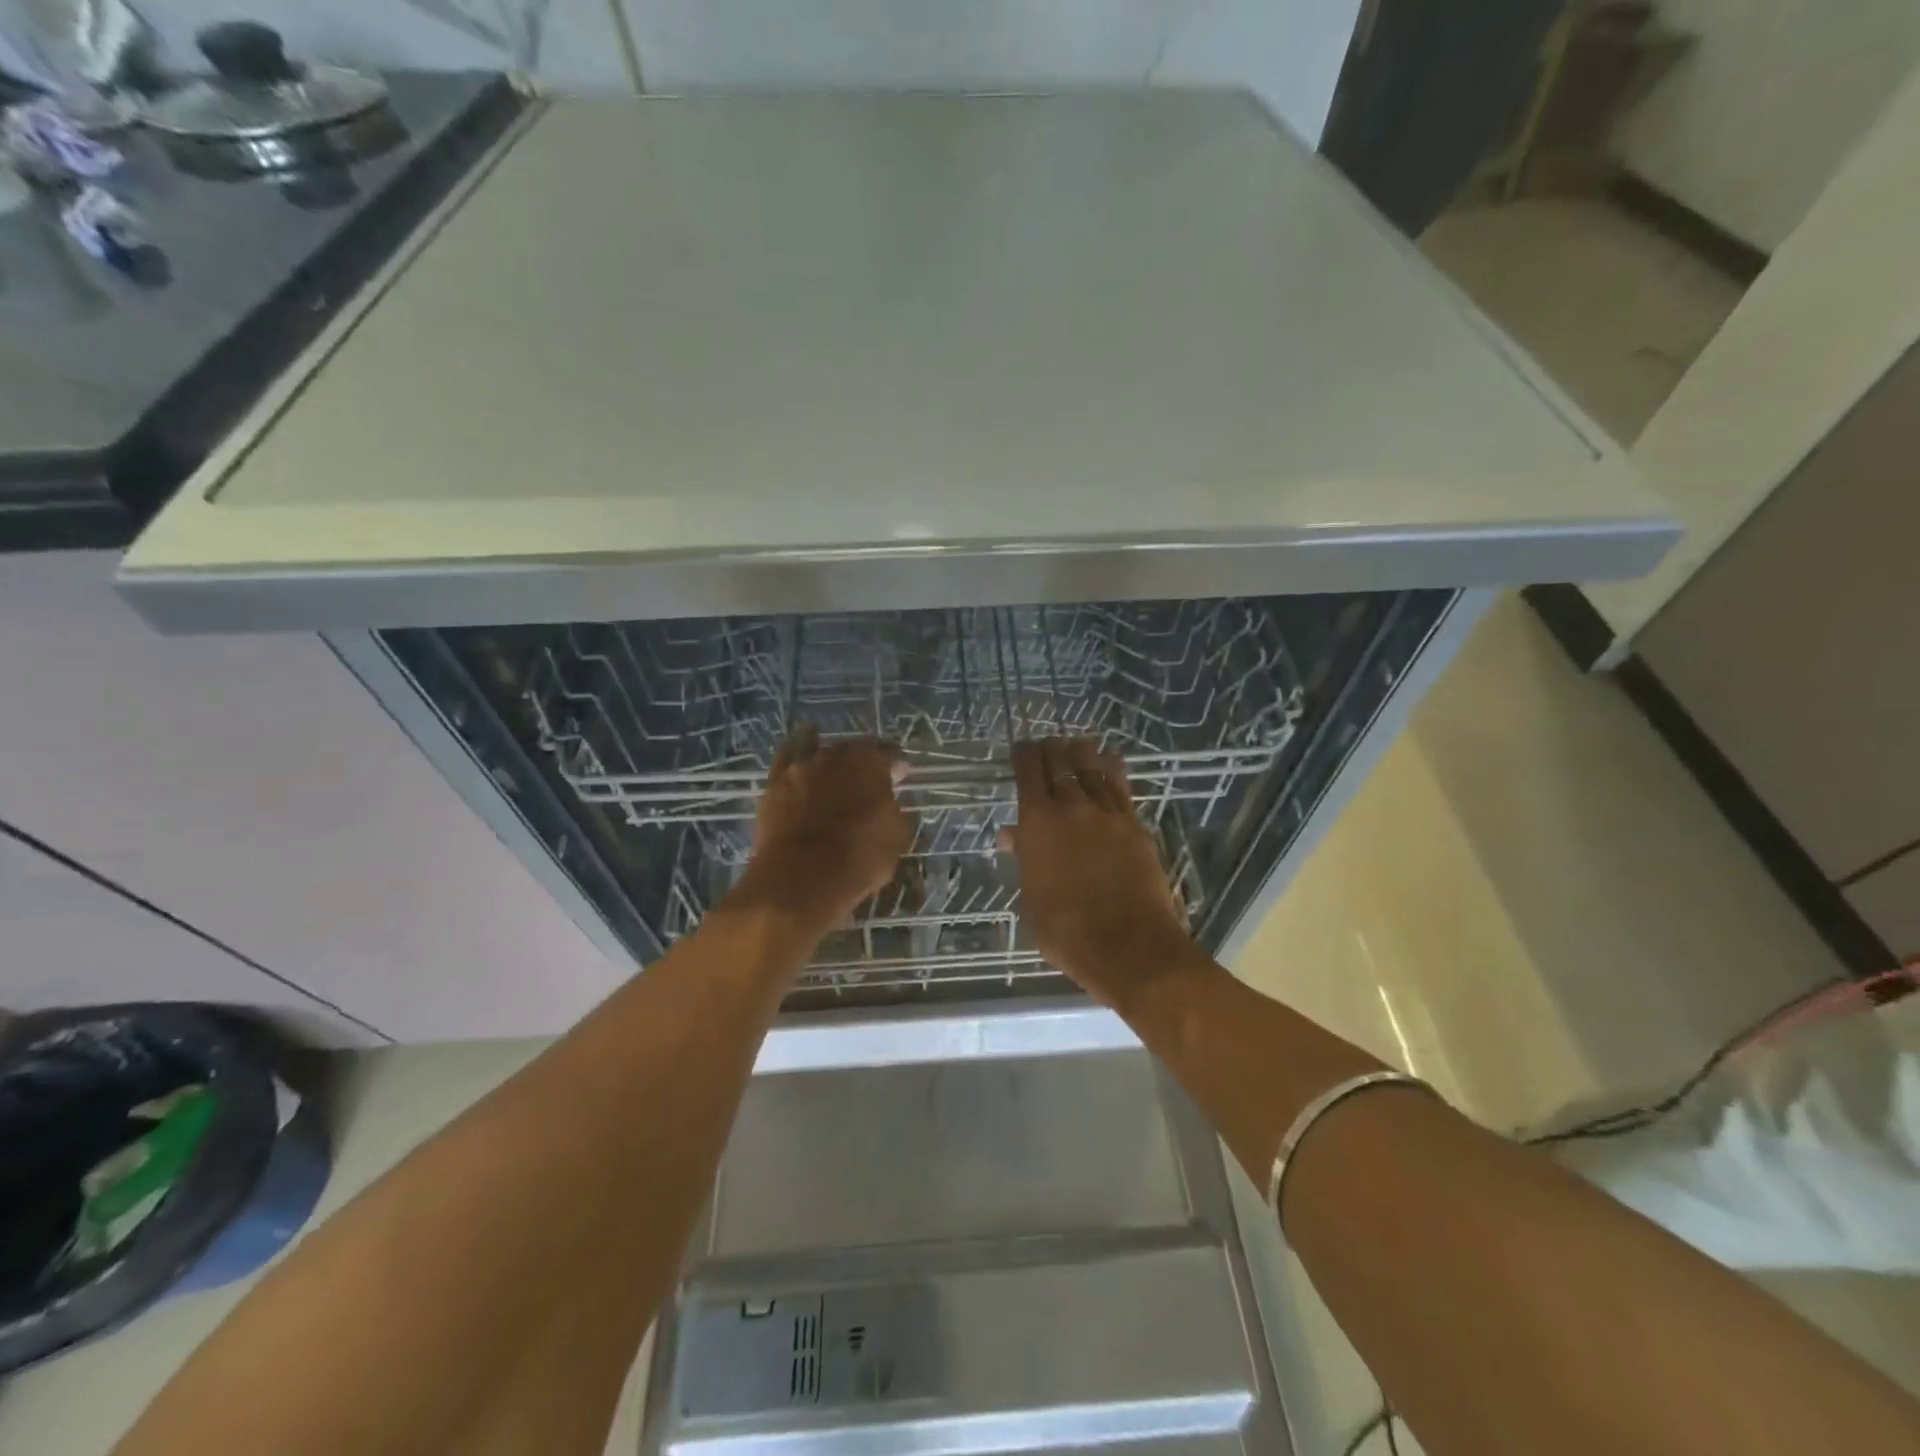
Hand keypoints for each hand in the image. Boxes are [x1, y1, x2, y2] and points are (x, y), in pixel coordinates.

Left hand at [729, 726, 911, 934]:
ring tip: (833, 770)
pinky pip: (786, 756)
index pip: (890, 754)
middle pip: (854, 751)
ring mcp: (801, 766)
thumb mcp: (896, 838)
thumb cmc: (858, 861)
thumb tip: (885, 802)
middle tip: (867, 782)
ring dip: (830, 760)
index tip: (900, 777)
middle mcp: (835, 755)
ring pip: (819, 749)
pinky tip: (798, 752)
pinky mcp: (774, 782)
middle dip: (863, 763)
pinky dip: (795, 752)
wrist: (800, 880)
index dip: (897, 766)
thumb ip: (892, 810)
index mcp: (870, 764)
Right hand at [999, 739, 1203, 1011]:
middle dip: (1051, 748)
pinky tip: (1111, 759)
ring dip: (1082, 752)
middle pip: (1061, 762)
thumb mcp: (1030, 898)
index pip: (1028, 772)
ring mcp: (1107, 814)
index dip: (1023, 754)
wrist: (1128, 945)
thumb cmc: (1066, 931)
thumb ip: (1024, 858)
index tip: (1020, 749)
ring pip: (1093, 768)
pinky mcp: (1135, 825)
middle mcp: (1072, 807)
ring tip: (1077, 743)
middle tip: (1048, 744)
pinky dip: (1113, 769)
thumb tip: (1013, 836)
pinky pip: (1121, 787)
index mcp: (1038, 822)